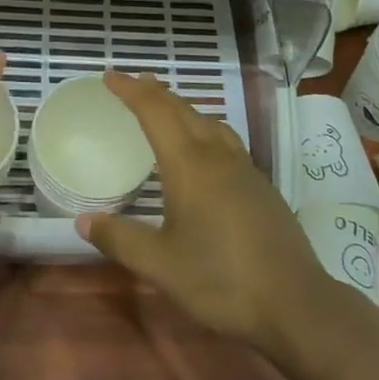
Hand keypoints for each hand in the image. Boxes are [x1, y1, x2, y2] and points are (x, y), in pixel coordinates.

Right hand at [76, 71, 337, 357]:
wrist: (295, 303)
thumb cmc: (221, 280)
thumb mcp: (161, 265)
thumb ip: (120, 239)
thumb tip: (83, 220)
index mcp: (189, 165)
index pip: (154, 113)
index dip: (131, 91)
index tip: (110, 76)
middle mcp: (216, 156)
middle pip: (183, 110)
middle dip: (155, 92)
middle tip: (133, 82)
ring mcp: (244, 169)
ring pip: (208, 122)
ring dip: (183, 107)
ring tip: (167, 107)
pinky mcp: (261, 186)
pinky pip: (225, 139)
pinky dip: (204, 128)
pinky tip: (206, 148)